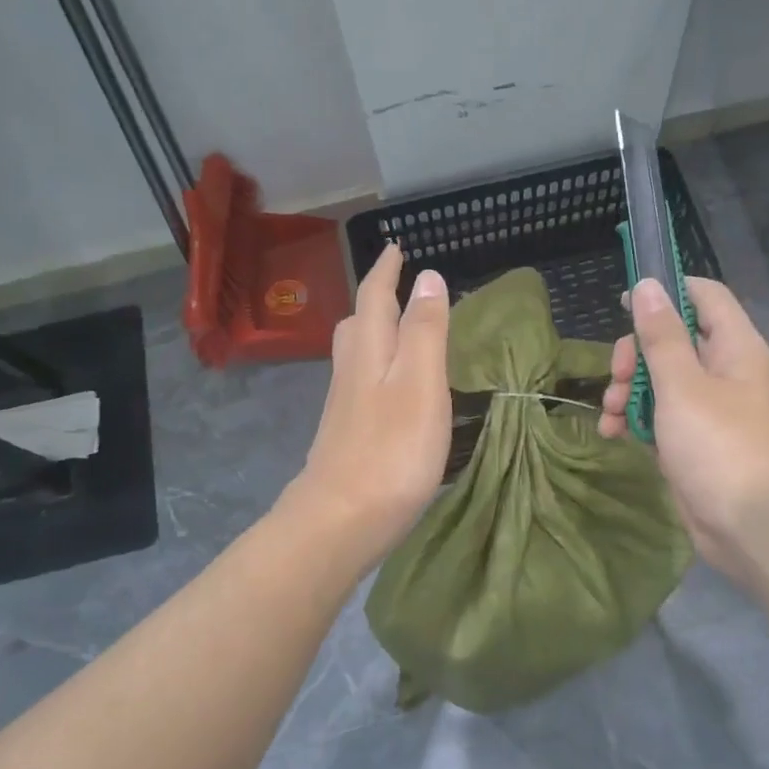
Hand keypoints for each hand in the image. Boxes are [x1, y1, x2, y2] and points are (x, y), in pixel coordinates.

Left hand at [284, 243, 451, 571]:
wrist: (340, 521)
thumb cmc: (391, 450)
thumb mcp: (420, 384)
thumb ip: (425, 331)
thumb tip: (428, 277)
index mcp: (369, 351)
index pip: (375, 297)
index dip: (386, 271)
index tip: (395, 248)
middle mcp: (351, 371)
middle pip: (357, 322)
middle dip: (375, 298)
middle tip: (396, 284)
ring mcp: (345, 405)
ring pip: (356, 353)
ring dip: (375, 330)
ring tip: (398, 327)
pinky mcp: (347, 433)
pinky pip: (362, 381)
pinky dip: (379, 364)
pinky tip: (392, 385)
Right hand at [600, 276, 768, 588]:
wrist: (753, 528)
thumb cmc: (720, 446)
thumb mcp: (682, 386)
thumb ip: (661, 335)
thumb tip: (647, 284)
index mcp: (734, 347)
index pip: (704, 295)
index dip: (666, 291)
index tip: (625, 302)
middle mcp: (725, 371)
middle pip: (673, 339)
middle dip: (636, 354)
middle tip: (617, 376)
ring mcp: (710, 408)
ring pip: (661, 379)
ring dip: (628, 390)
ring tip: (610, 413)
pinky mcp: (695, 440)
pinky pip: (660, 415)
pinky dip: (635, 419)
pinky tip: (613, 434)